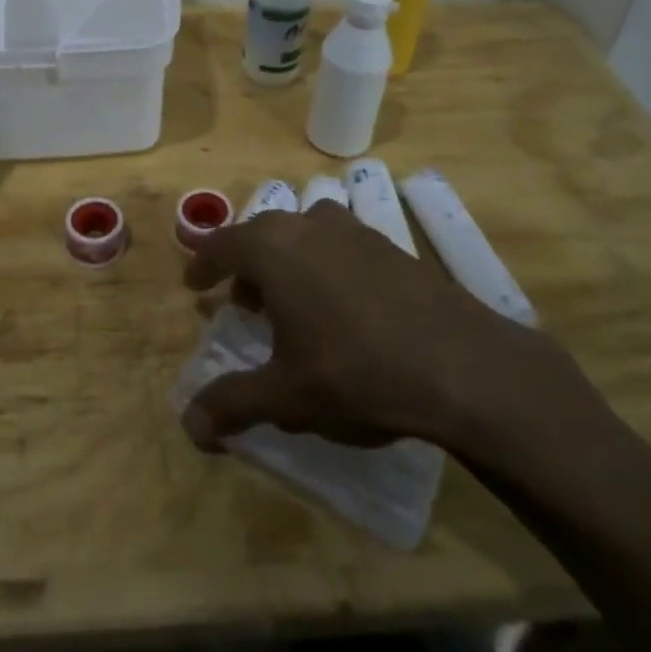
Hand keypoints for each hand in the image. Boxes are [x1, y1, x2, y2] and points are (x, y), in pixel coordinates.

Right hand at [181, 203, 600, 460]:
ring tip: (293, 302)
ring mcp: (354, 230)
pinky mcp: (390, 245)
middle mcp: (309, 225)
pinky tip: (342, 307)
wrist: (460, 363)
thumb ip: (233, 404)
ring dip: (288, 261)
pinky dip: (324, 264)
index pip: (222, 244)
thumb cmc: (356, 372)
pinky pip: (339, 244)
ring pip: (304, 232)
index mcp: (274, 249)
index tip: (195, 285)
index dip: (204, 264)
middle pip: (263, 233)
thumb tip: (190, 426)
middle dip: (246, 266)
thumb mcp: (286, 396)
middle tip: (244, 303)